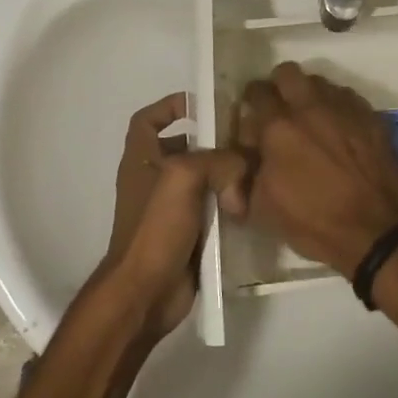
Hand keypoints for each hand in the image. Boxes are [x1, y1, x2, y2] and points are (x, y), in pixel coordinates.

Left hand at [100, 93, 246, 341]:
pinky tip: (252, 205)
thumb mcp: (184, 177)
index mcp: (141, 159)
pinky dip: (231, 204)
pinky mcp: (190, 233)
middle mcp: (154, 179)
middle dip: (214, 142)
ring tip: (257, 173)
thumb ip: (219, 161)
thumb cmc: (155, 227)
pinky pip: (214, 208)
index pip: (148, 119)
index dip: (170, 106)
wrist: (146, 293)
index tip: (202, 104)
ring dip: (228, 176)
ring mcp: (171, 208)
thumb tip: (242, 175)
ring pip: (205, 179)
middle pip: (186, 147)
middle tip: (247, 139)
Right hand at [229, 63, 397, 276]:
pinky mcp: (370, 115)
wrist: (375, 231)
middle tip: (281, 112)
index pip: (255, 92)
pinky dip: (337, 108)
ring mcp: (344, 107)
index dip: (251, 104)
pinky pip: (347, 97)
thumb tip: (235, 156)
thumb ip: (242, 174)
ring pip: (319, 82)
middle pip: (287, 72)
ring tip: (312, 122)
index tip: (254, 121)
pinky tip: (339, 131)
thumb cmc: (313, 221)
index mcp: (278, 126)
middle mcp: (310, 106)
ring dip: (309, 96)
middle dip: (279, 88)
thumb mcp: (262, 208)